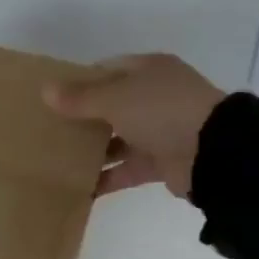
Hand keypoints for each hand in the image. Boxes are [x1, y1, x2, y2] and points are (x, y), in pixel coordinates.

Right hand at [43, 53, 226, 197]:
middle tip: (48, 132)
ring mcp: (159, 131)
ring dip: (92, 151)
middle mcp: (154, 98)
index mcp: (148, 71)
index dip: (80, 82)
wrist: (212, 152)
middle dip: (82, 120)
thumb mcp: (116, 98)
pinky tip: (78, 188)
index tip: (51, 98)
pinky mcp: (160, 162)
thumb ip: (80, 98)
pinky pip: (126, 169)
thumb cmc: (162, 111)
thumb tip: (46, 90)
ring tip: (57, 161)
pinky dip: (106, 178)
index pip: (108, 70)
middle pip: (111, 107)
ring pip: (117, 140)